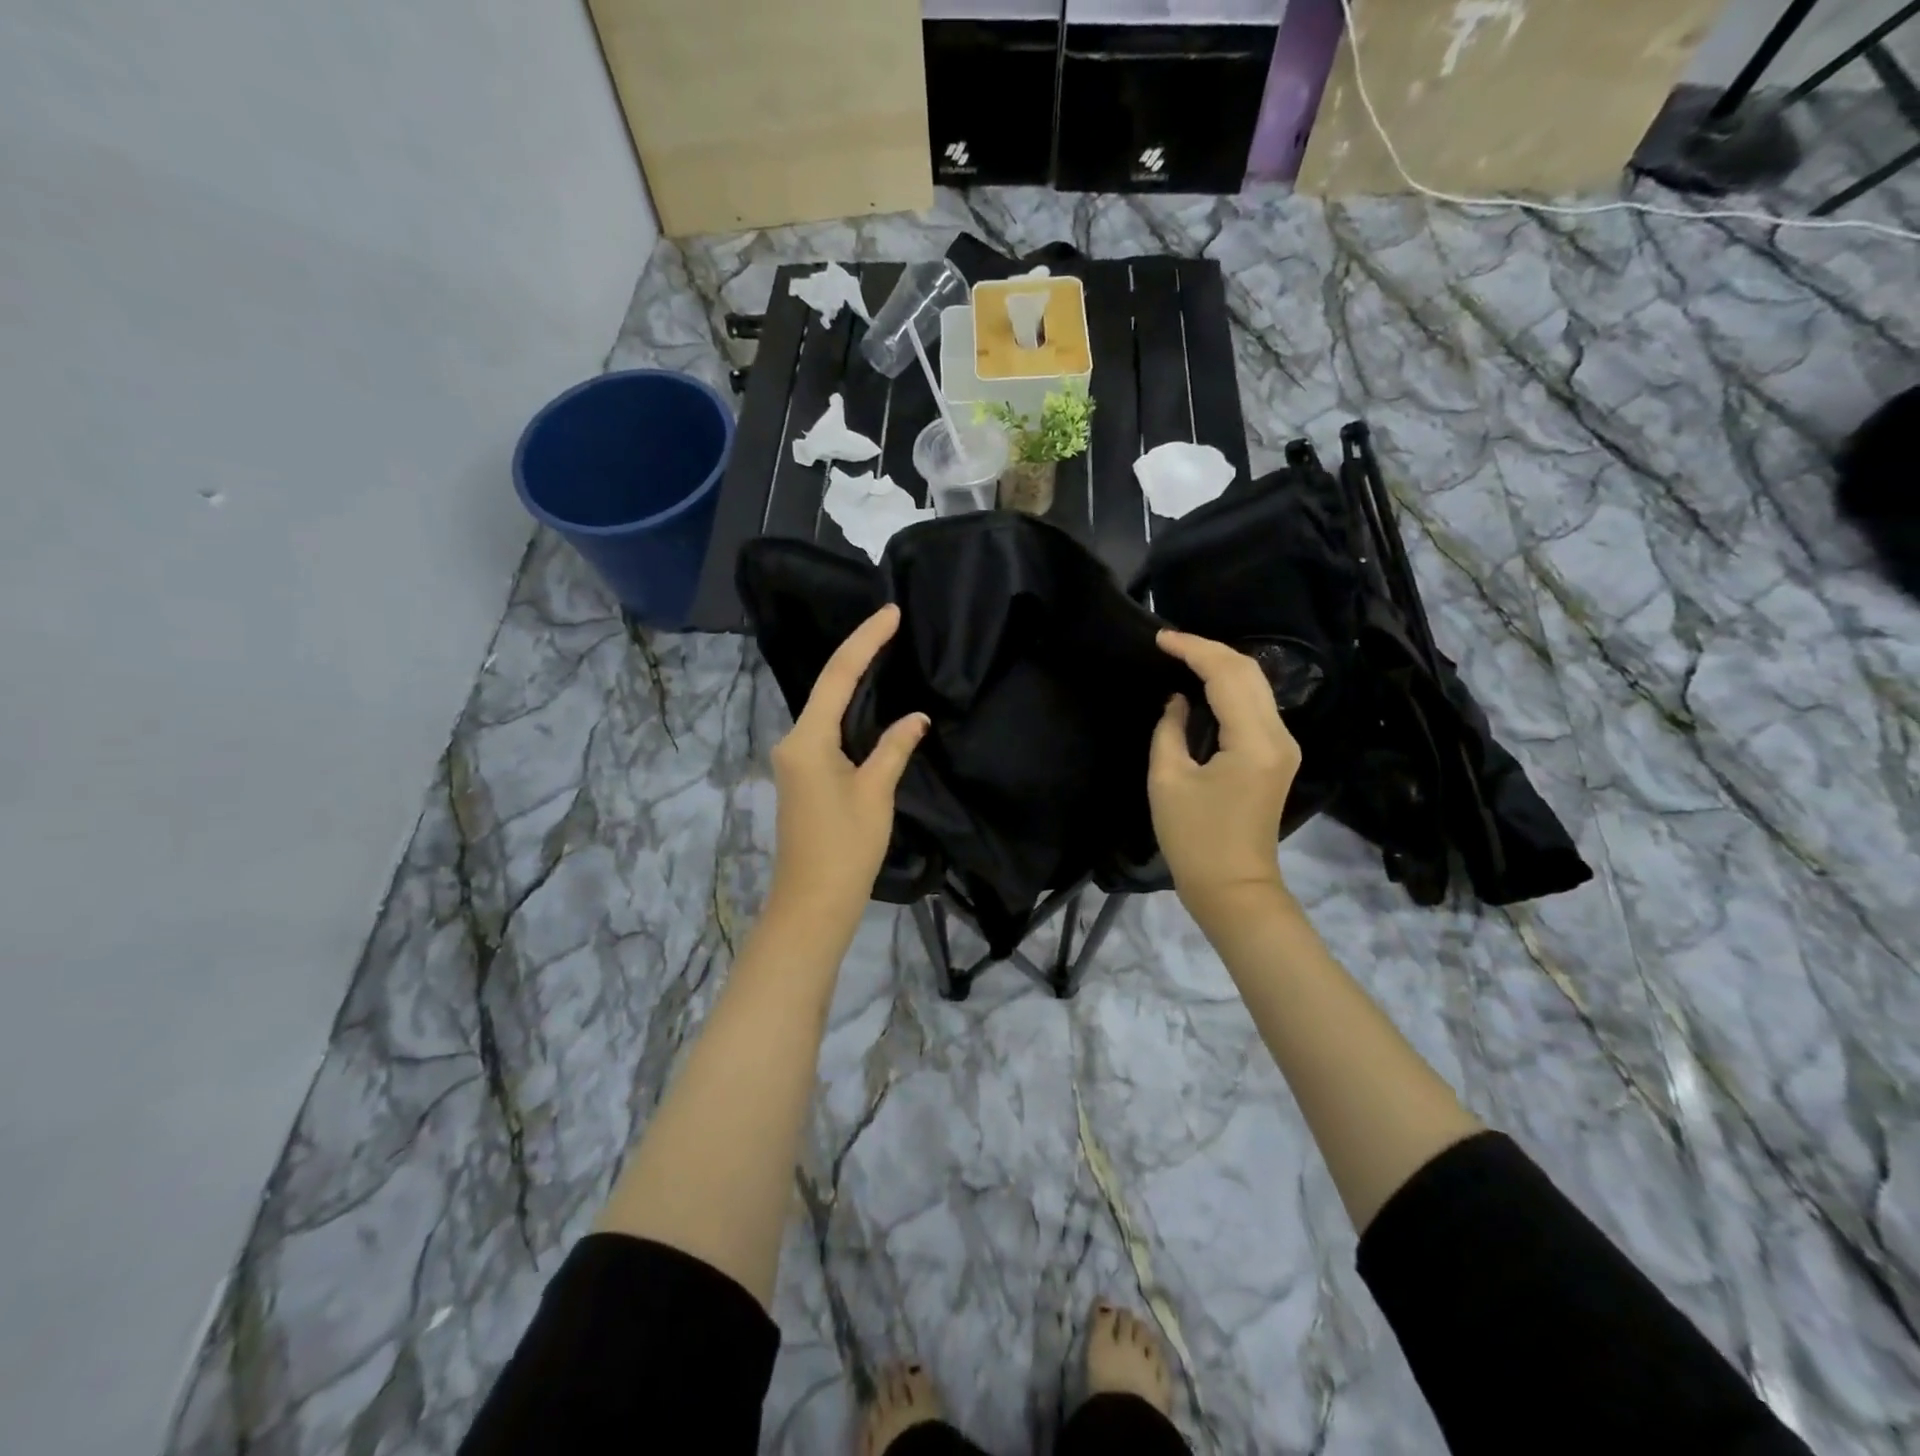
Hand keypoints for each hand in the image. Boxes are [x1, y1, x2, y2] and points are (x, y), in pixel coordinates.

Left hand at [766, 605, 927, 934]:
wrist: (812, 904)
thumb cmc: (845, 849)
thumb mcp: (876, 793)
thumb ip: (894, 748)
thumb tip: (915, 718)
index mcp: (807, 740)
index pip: (839, 676)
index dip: (865, 641)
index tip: (890, 612)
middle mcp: (793, 742)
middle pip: (828, 687)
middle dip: (859, 654)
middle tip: (893, 624)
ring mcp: (795, 760)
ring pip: (827, 709)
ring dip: (855, 682)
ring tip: (886, 651)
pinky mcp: (803, 776)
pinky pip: (828, 730)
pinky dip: (851, 711)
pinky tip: (872, 702)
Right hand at [1148, 630, 1301, 920]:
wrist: (1233, 887)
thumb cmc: (1193, 839)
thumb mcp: (1168, 780)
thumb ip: (1170, 729)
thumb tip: (1179, 700)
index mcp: (1253, 741)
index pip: (1227, 675)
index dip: (1194, 649)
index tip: (1160, 638)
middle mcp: (1279, 736)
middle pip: (1250, 672)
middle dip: (1210, 650)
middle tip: (1170, 643)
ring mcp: (1284, 746)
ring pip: (1257, 686)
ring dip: (1221, 666)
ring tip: (1183, 657)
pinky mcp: (1278, 757)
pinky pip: (1256, 707)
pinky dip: (1230, 688)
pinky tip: (1204, 685)